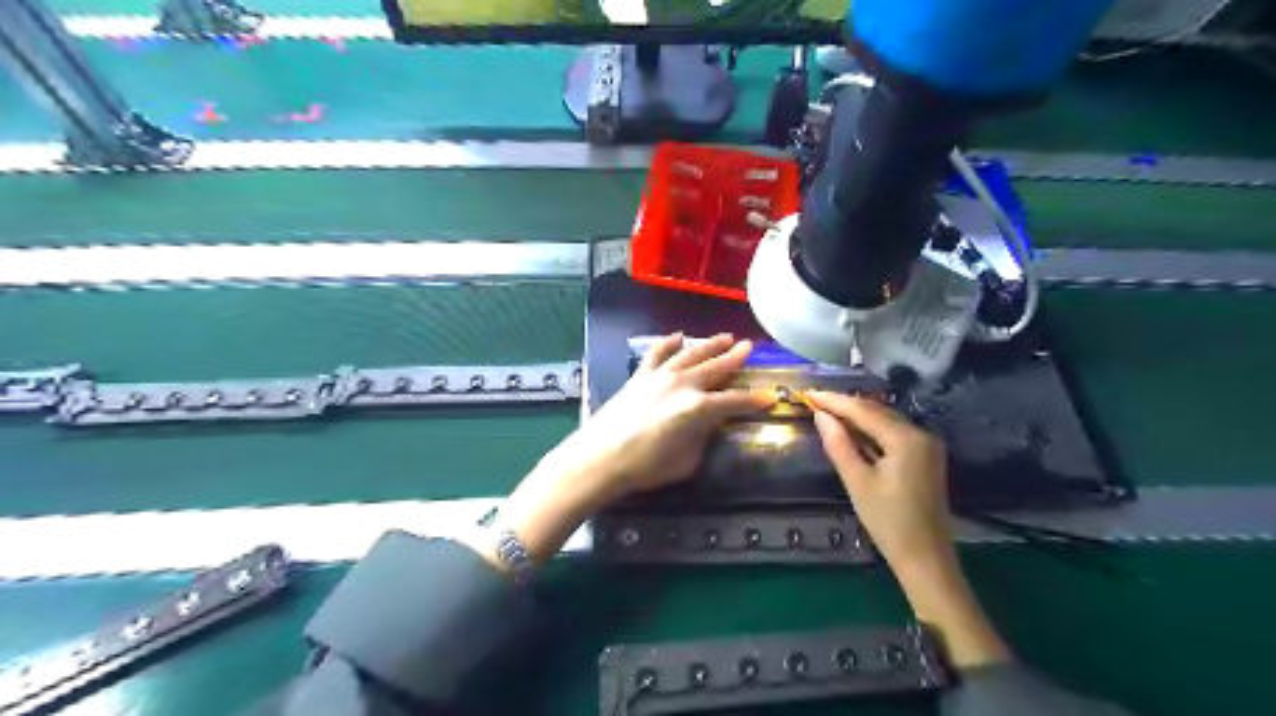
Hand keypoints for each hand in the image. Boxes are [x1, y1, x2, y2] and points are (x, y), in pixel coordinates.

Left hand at [490, 337, 765, 563]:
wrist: (600, 457)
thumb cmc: (645, 467)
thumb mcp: (686, 461)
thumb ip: (702, 439)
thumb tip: (708, 424)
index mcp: (698, 409)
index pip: (735, 401)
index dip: (754, 399)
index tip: (770, 396)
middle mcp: (682, 385)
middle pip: (715, 367)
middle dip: (735, 357)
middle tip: (749, 347)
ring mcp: (659, 376)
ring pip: (690, 353)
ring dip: (709, 344)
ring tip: (725, 336)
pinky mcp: (640, 376)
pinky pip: (657, 352)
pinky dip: (669, 342)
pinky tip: (678, 336)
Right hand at [800, 389, 951, 579]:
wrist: (925, 558)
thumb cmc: (888, 522)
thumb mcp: (857, 482)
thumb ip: (839, 444)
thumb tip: (821, 416)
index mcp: (906, 439)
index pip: (863, 410)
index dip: (834, 400)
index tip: (808, 393)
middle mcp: (921, 434)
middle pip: (877, 410)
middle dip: (845, 405)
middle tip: (814, 400)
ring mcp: (927, 445)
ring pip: (885, 420)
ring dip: (857, 415)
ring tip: (827, 411)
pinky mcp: (925, 456)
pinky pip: (893, 432)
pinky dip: (871, 429)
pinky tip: (851, 429)